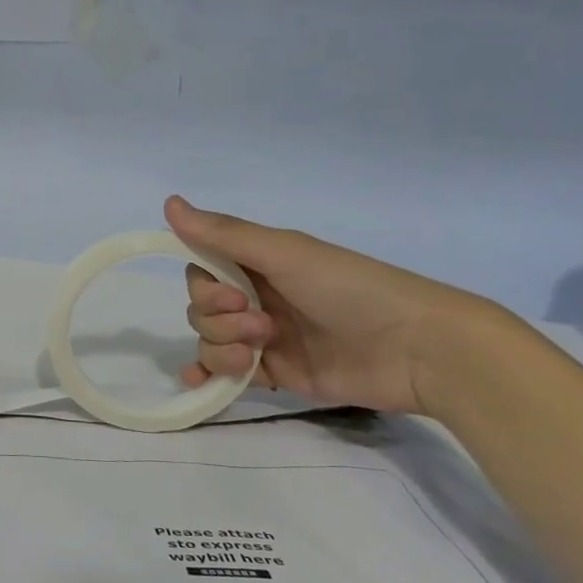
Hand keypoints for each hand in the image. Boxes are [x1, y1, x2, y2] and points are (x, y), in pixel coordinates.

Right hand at [164, 196, 495, 415]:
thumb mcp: (285, 254)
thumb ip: (224, 234)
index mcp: (260, 264)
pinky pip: (224, 373)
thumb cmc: (350, 290)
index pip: (203, 271)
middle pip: (202, 309)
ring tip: (259, 354)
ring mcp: (264, 338)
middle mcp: (258, 297)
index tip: (231, 295)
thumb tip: (167, 202)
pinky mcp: (274, 373)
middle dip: (219, 320)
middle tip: (262, 326)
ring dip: (221, 348)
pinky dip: (207, 375)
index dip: (204, 287)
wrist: (415, 349)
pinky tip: (199, 381)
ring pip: (210, 341)